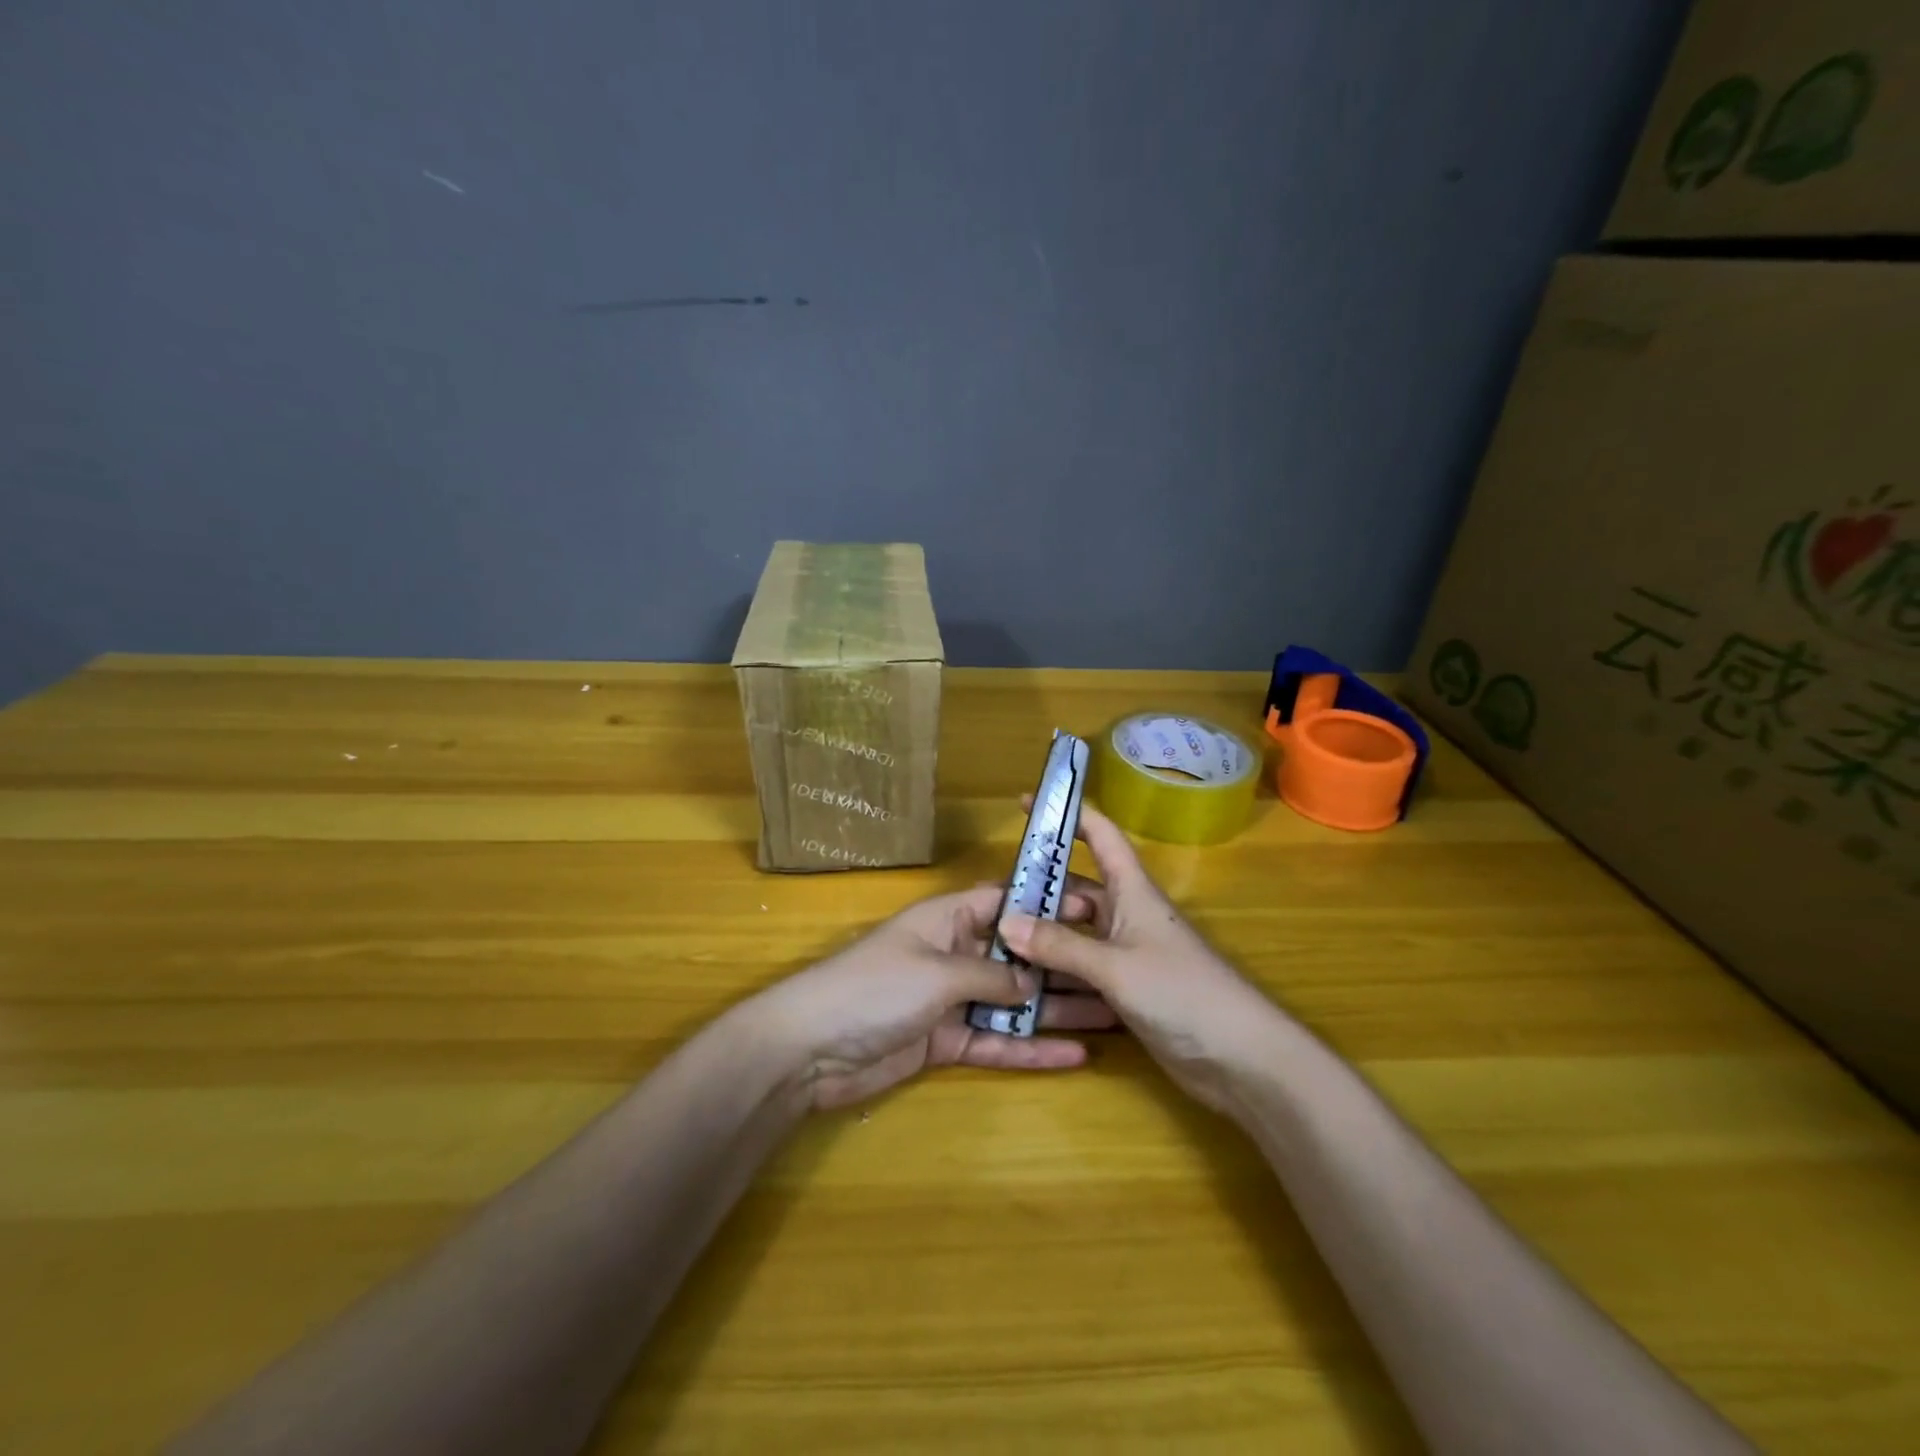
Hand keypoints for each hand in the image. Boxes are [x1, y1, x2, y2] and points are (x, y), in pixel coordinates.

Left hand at [748, 883, 1117, 1111]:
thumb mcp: (937, 973)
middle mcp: (955, 954)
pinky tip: (1075, 1056)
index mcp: (949, 920)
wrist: (810, 1049)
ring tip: (1114, 1016)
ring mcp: (952, 1000)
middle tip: (1120, 972)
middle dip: (1064, 965)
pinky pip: (997, 1042)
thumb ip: (991, 976)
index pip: (1007, 904)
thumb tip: (1034, 983)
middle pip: (1019, 957)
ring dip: (1058, 1011)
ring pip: (1014, 1003)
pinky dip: (1030, 1049)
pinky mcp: (946, 1042)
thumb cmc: (874, 988)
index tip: (1096, 912)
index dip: (1049, 906)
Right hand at [997, 802, 1278, 1113]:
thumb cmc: (1182, 993)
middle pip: (1077, 890)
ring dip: (1042, 937)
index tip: (1027, 803)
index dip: (1068, 815)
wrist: (1241, 1059)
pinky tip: (1021, 983)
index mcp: (1132, 892)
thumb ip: (1060, 945)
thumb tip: (1005, 921)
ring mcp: (1127, 955)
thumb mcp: (1115, 966)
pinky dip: (1055, 974)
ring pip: (1075, 935)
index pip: (1100, 836)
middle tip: (990, 897)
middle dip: (1039, 890)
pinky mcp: (1126, 991)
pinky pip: (1081, 972)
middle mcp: (1127, 916)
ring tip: (994, 939)